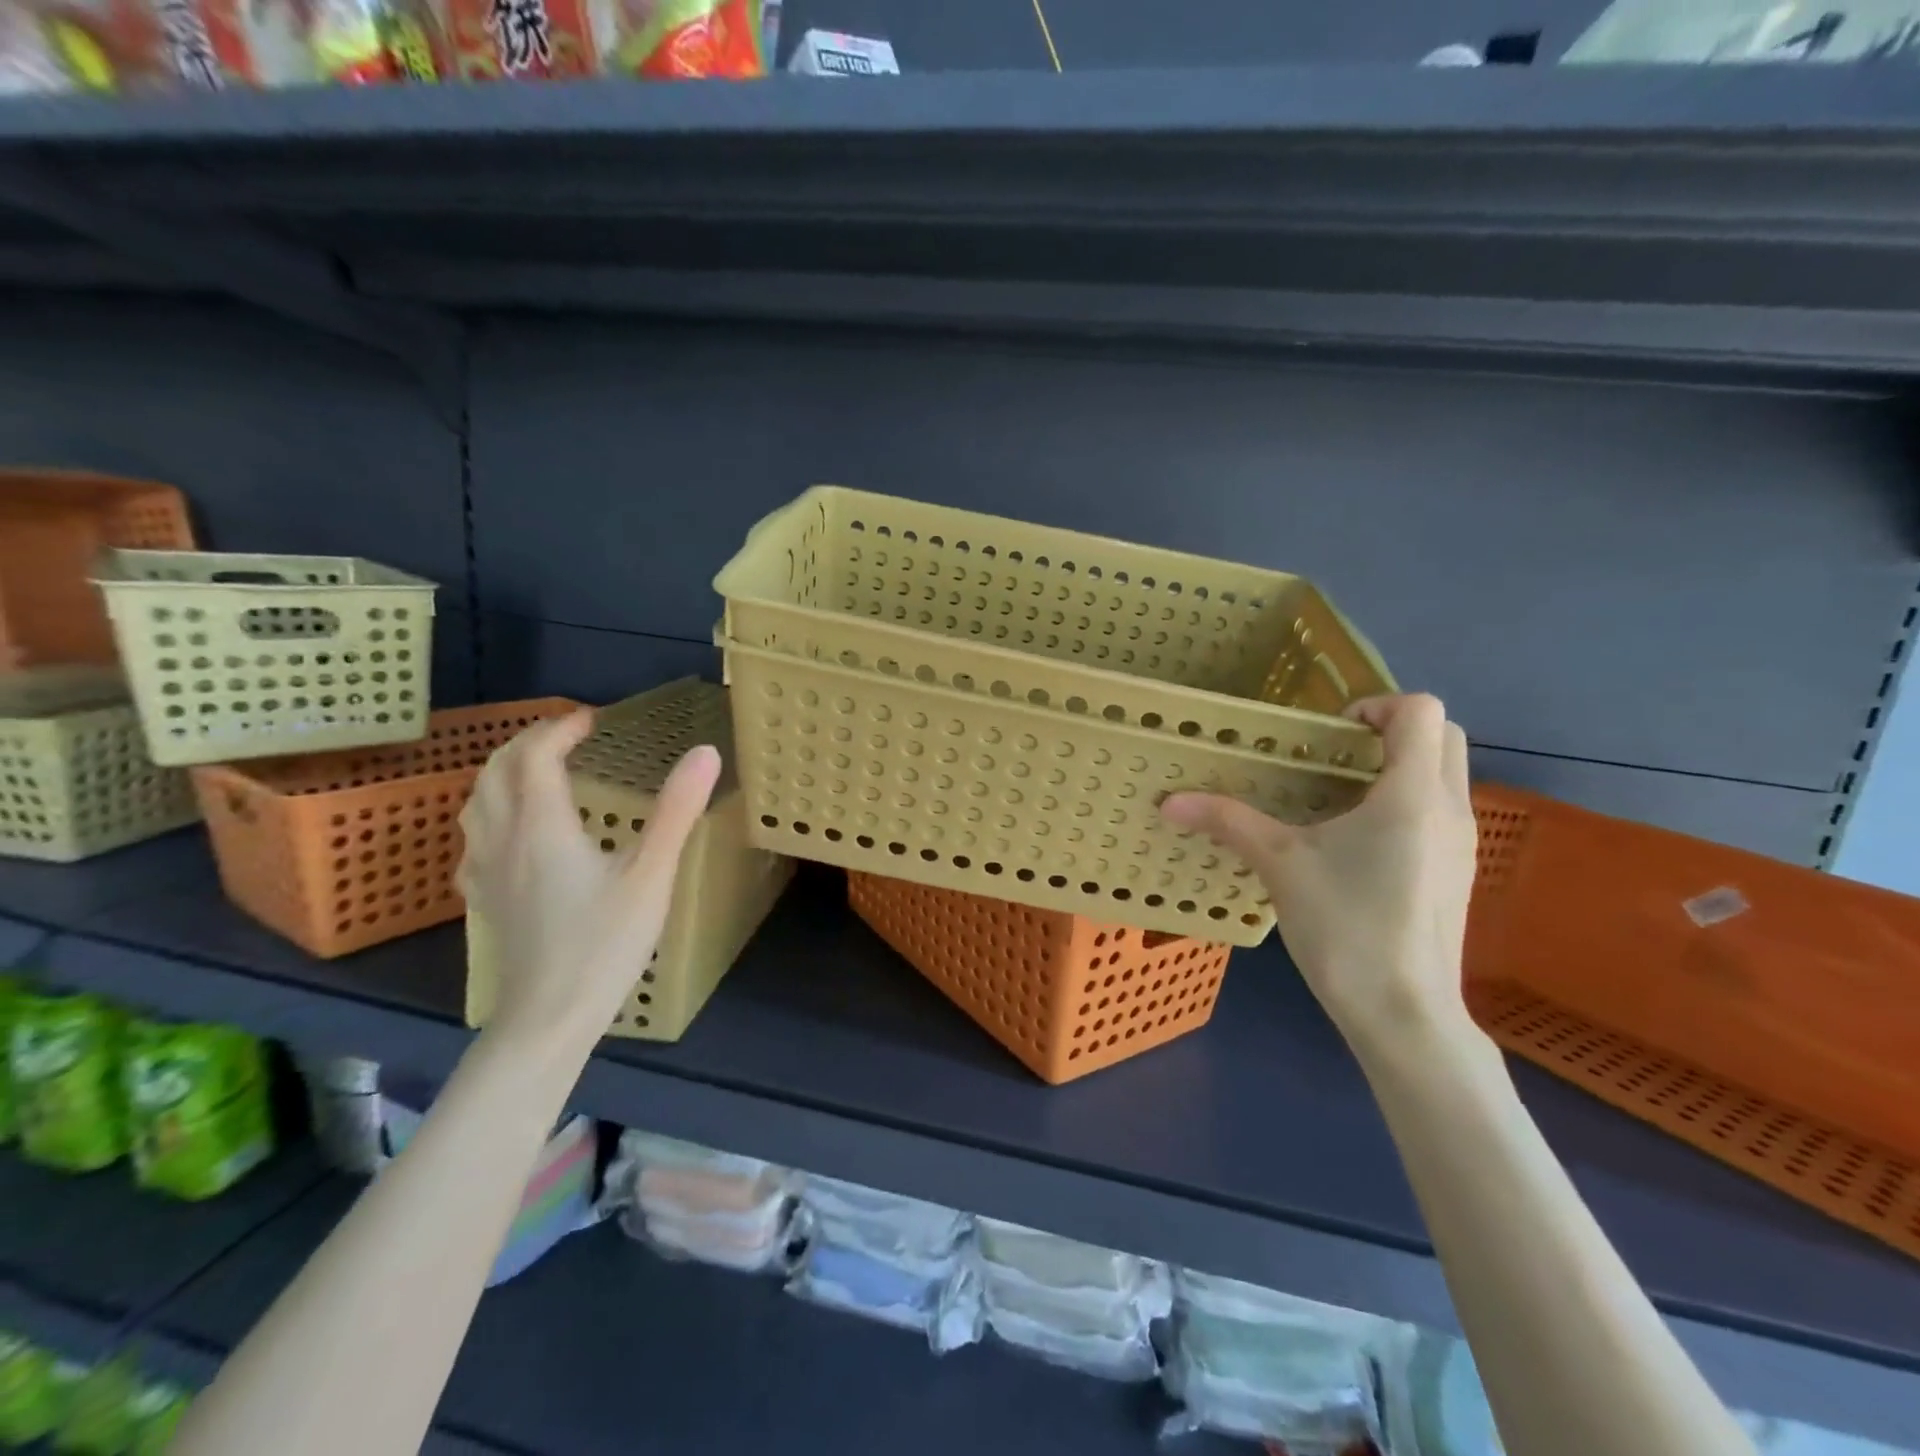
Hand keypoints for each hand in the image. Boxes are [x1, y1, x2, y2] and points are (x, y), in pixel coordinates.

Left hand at [457, 709, 721, 1052]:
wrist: (548, 1018)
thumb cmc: (604, 944)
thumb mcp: (652, 875)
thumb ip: (677, 810)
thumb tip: (705, 752)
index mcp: (542, 826)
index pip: (536, 757)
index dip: (560, 729)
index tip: (593, 719)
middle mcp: (504, 839)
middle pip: (497, 771)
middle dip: (529, 742)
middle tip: (567, 735)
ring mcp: (487, 872)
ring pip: (477, 802)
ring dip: (504, 771)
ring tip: (538, 768)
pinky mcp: (485, 900)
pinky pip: (475, 837)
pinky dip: (492, 811)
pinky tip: (512, 831)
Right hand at [1160, 694, 1479, 1060]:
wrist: (1404, 1015)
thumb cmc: (1346, 927)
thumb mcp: (1279, 865)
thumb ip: (1228, 821)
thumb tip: (1169, 802)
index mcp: (1412, 794)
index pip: (1420, 710)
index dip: (1375, 706)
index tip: (1328, 735)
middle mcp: (1449, 808)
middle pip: (1441, 735)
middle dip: (1389, 730)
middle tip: (1332, 756)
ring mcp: (1461, 843)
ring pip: (1442, 775)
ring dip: (1396, 767)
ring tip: (1335, 797)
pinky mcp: (1454, 872)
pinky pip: (1437, 812)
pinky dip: (1403, 802)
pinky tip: (1353, 843)